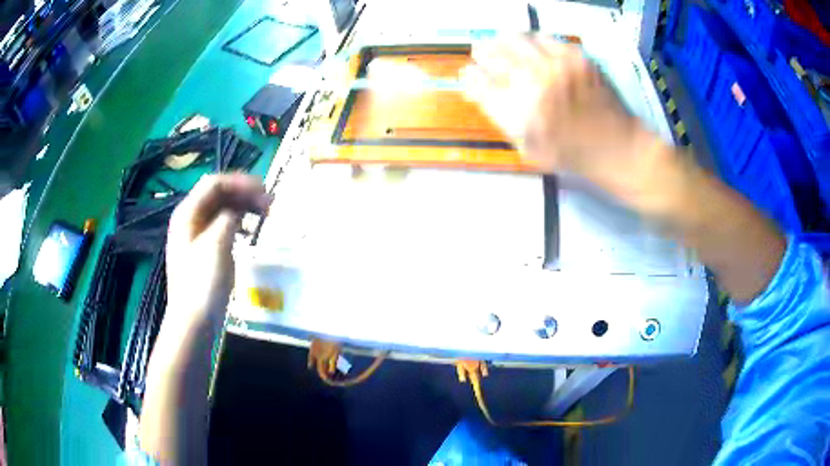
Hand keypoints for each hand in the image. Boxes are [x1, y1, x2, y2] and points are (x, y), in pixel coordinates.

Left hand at [165, 174, 270, 330]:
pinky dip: (238, 224)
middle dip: (244, 194)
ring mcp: (196, 236)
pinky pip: (222, 227)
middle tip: (270, 202)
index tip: (265, 189)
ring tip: (264, 214)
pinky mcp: (204, 252)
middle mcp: (190, 219)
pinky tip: (250, 232)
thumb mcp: (216, 244)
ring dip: (243, 208)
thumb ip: (228, 217)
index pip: (215, 184)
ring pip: (221, 211)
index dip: (240, 182)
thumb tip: (240, 206)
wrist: (194, 322)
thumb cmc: (203, 283)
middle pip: (218, 195)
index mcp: (187, 213)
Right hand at [463, 37, 676, 208]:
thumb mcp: (528, 148)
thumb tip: (477, 88)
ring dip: (502, 40)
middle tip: (480, 51)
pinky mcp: (576, 57)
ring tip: (500, 42)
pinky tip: (531, 47)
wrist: (617, 147)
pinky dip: (531, 41)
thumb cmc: (571, 154)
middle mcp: (534, 85)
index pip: (480, 84)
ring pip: (515, 39)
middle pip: (493, 55)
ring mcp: (557, 67)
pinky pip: (543, 38)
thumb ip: (501, 117)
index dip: (469, 75)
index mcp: (519, 115)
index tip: (468, 72)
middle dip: (481, 52)